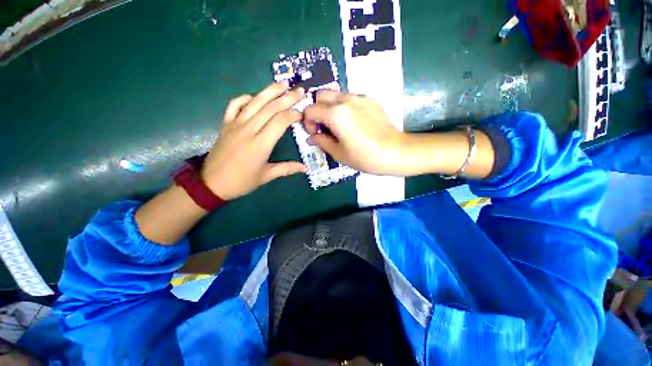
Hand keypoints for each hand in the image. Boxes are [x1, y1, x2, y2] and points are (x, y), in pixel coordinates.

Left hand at [201, 82, 306, 199]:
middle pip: (270, 108)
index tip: (302, 114)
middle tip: (299, 90)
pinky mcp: (226, 124)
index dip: (292, 115)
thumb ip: (287, 169)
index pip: (280, 122)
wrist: (212, 183)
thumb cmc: (242, 181)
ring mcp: (235, 124)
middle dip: (287, 97)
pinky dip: (245, 98)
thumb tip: (305, 168)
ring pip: (254, 102)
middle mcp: (248, 129)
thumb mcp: (266, 176)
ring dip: (270, 91)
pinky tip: (255, 97)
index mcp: (260, 144)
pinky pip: (235, 105)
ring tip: (283, 83)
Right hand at [303, 90, 407, 174]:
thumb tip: (311, 137)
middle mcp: (346, 100)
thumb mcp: (339, 153)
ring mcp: (360, 97)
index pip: (310, 110)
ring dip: (331, 107)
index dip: (307, 122)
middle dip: (317, 110)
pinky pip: (351, 98)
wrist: (395, 152)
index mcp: (335, 114)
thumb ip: (321, 142)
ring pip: (336, 95)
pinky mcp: (371, 99)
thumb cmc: (365, 157)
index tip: (315, 134)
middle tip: (324, 127)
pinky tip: (354, 123)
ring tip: (339, 126)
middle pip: (321, 95)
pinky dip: (345, 107)